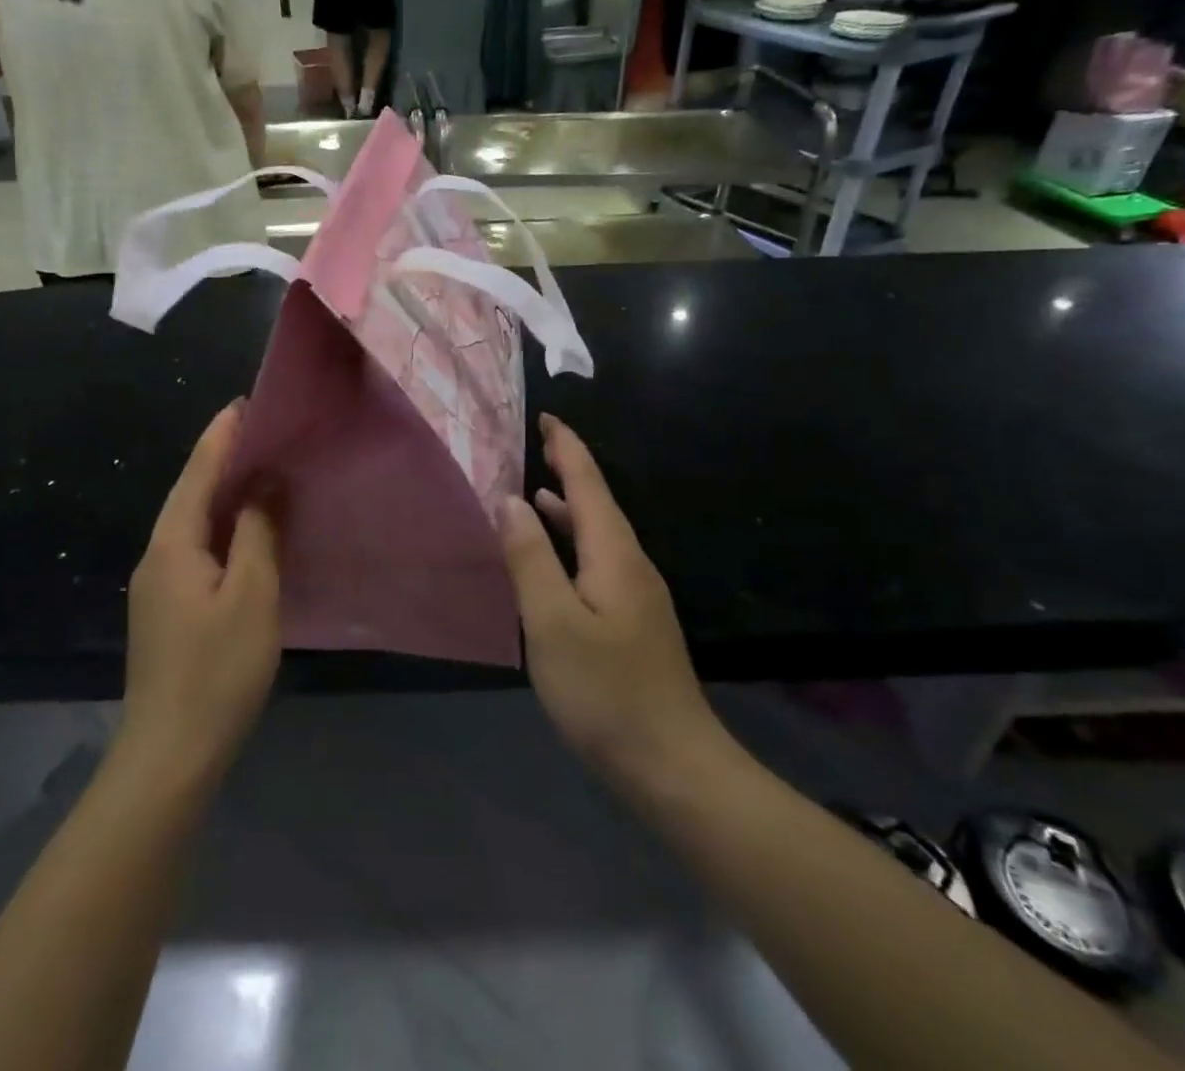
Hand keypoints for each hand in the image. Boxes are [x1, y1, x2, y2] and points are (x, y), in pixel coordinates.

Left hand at [121, 402, 281, 781]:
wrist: (170, 754)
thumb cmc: (217, 671)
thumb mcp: (252, 596)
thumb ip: (259, 532)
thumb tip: (266, 482)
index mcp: (173, 543)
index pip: (199, 472)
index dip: (222, 435)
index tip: (246, 402)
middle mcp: (157, 554)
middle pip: (191, 492)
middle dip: (222, 457)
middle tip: (261, 430)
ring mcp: (157, 583)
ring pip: (192, 521)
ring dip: (223, 492)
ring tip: (260, 469)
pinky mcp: (167, 608)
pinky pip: (195, 547)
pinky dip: (221, 526)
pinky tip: (245, 530)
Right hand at [502, 415, 729, 795]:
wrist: (673, 767)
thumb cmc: (606, 691)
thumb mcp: (552, 622)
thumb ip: (530, 557)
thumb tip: (511, 500)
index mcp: (614, 554)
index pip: (588, 484)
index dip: (567, 448)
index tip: (547, 418)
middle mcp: (631, 564)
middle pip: (597, 503)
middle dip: (568, 470)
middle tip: (536, 445)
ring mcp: (637, 596)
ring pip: (598, 535)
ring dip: (568, 509)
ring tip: (535, 492)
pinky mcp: (634, 622)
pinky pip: (598, 562)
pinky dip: (572, 544)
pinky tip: (554, 561)